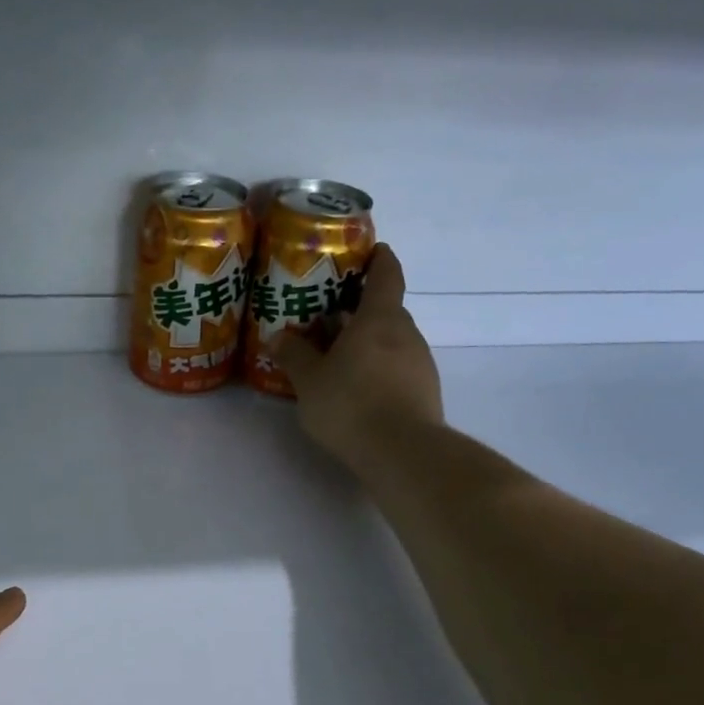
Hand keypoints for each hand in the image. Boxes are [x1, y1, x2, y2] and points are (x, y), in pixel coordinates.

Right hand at [276, 244, 444, 467]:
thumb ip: (295, 356)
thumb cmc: (351, 404)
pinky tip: (357, 389)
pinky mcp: (424, 391)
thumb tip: (279, 337)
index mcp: (379, 318)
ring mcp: (420, 363)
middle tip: (329, 317)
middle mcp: (406, 333)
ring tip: (337, 357)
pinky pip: (398, 368)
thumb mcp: (310, 381)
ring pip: (391, 341)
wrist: (403, 452)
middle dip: (360, 310)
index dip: (379, 259)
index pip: (386, 274)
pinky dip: (378, 368)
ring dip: (368, 343)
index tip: (369, 251)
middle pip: (386, 310)